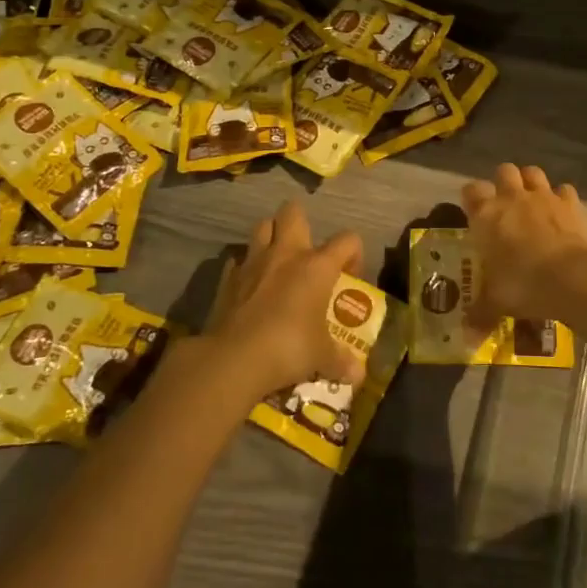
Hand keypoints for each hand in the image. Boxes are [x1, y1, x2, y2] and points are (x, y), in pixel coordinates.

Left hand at [204, 201, 365, 403]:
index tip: (348, 278)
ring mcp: (253, 262)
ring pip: (261, 226)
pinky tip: (249, 286)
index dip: (353, 254)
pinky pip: (238, 261)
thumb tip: (359, 376)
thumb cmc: (288, 347)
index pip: (347, 239)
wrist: (234, 358)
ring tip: (276, 262)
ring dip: (270, 237)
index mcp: (317, 266)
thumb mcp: (322, 357)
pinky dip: (245, 268)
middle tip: (306, 252)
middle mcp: (286, 254)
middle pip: (293, 212)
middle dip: (300, 223)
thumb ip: (341, 360)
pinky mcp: (227, 278)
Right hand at [461, 164, 586, 331]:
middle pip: (504, 171)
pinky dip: (562, 198)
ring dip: (531, 182)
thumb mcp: (496, 303)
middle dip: (504, 182)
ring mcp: (544, 197)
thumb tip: (467, 337)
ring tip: (533, 201)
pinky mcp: (571, 203)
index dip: (472, 197)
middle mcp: (512, 198)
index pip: (471, 190)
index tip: (474, 211)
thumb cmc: (523, 285)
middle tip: (506, 204)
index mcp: (486, 215)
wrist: (571, 278)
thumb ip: (480, 314)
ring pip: (533, 172)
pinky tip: (563, 213)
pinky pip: (565, 190)